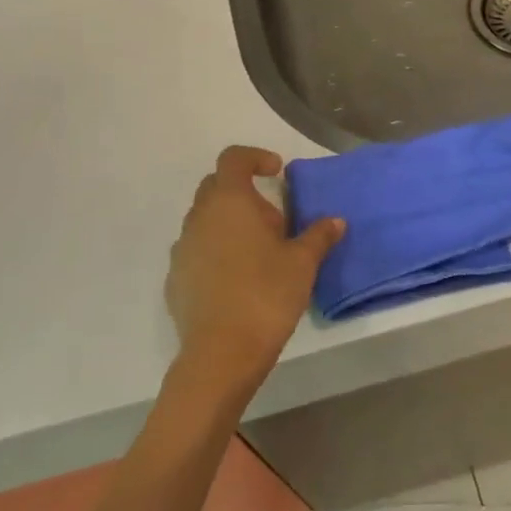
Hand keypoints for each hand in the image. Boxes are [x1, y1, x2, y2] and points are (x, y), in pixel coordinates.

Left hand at [166, 147, 344, 398]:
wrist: (221, 353)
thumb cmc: (266, 295)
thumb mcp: (302, 263)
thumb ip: (318, 236)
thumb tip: (335, 221)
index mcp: (229, 201)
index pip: (233, 158)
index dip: (255, 157)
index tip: (276, 173)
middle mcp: (199, 217)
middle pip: (216, 186)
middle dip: (243, 192)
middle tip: (272, 219)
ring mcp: (182, 248)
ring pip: (204, 219)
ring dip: (229, 223)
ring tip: (257, 252)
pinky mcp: (175, 278)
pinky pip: (196, 251)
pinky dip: (215, 252)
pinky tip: (236, 279)